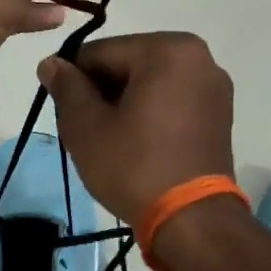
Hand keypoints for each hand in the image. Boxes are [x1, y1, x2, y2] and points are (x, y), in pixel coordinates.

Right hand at [37, 32, 234, 221]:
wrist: (191, 220)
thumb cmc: (134, 166)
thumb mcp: (86, 126)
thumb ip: (66, 87)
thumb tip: (51, 63)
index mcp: (167, 50)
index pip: (99, 53)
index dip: (72, 80)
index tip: (62, 111)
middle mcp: (198, 57)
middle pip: (127, 64)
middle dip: (100, 92)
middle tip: (85, 130)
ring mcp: (213, 86)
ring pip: (148, 83)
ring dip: (123, 103)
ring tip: (109, 140)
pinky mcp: (219, 114)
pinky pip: (170, 100)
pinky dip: (148, 113)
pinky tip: (135, 143)